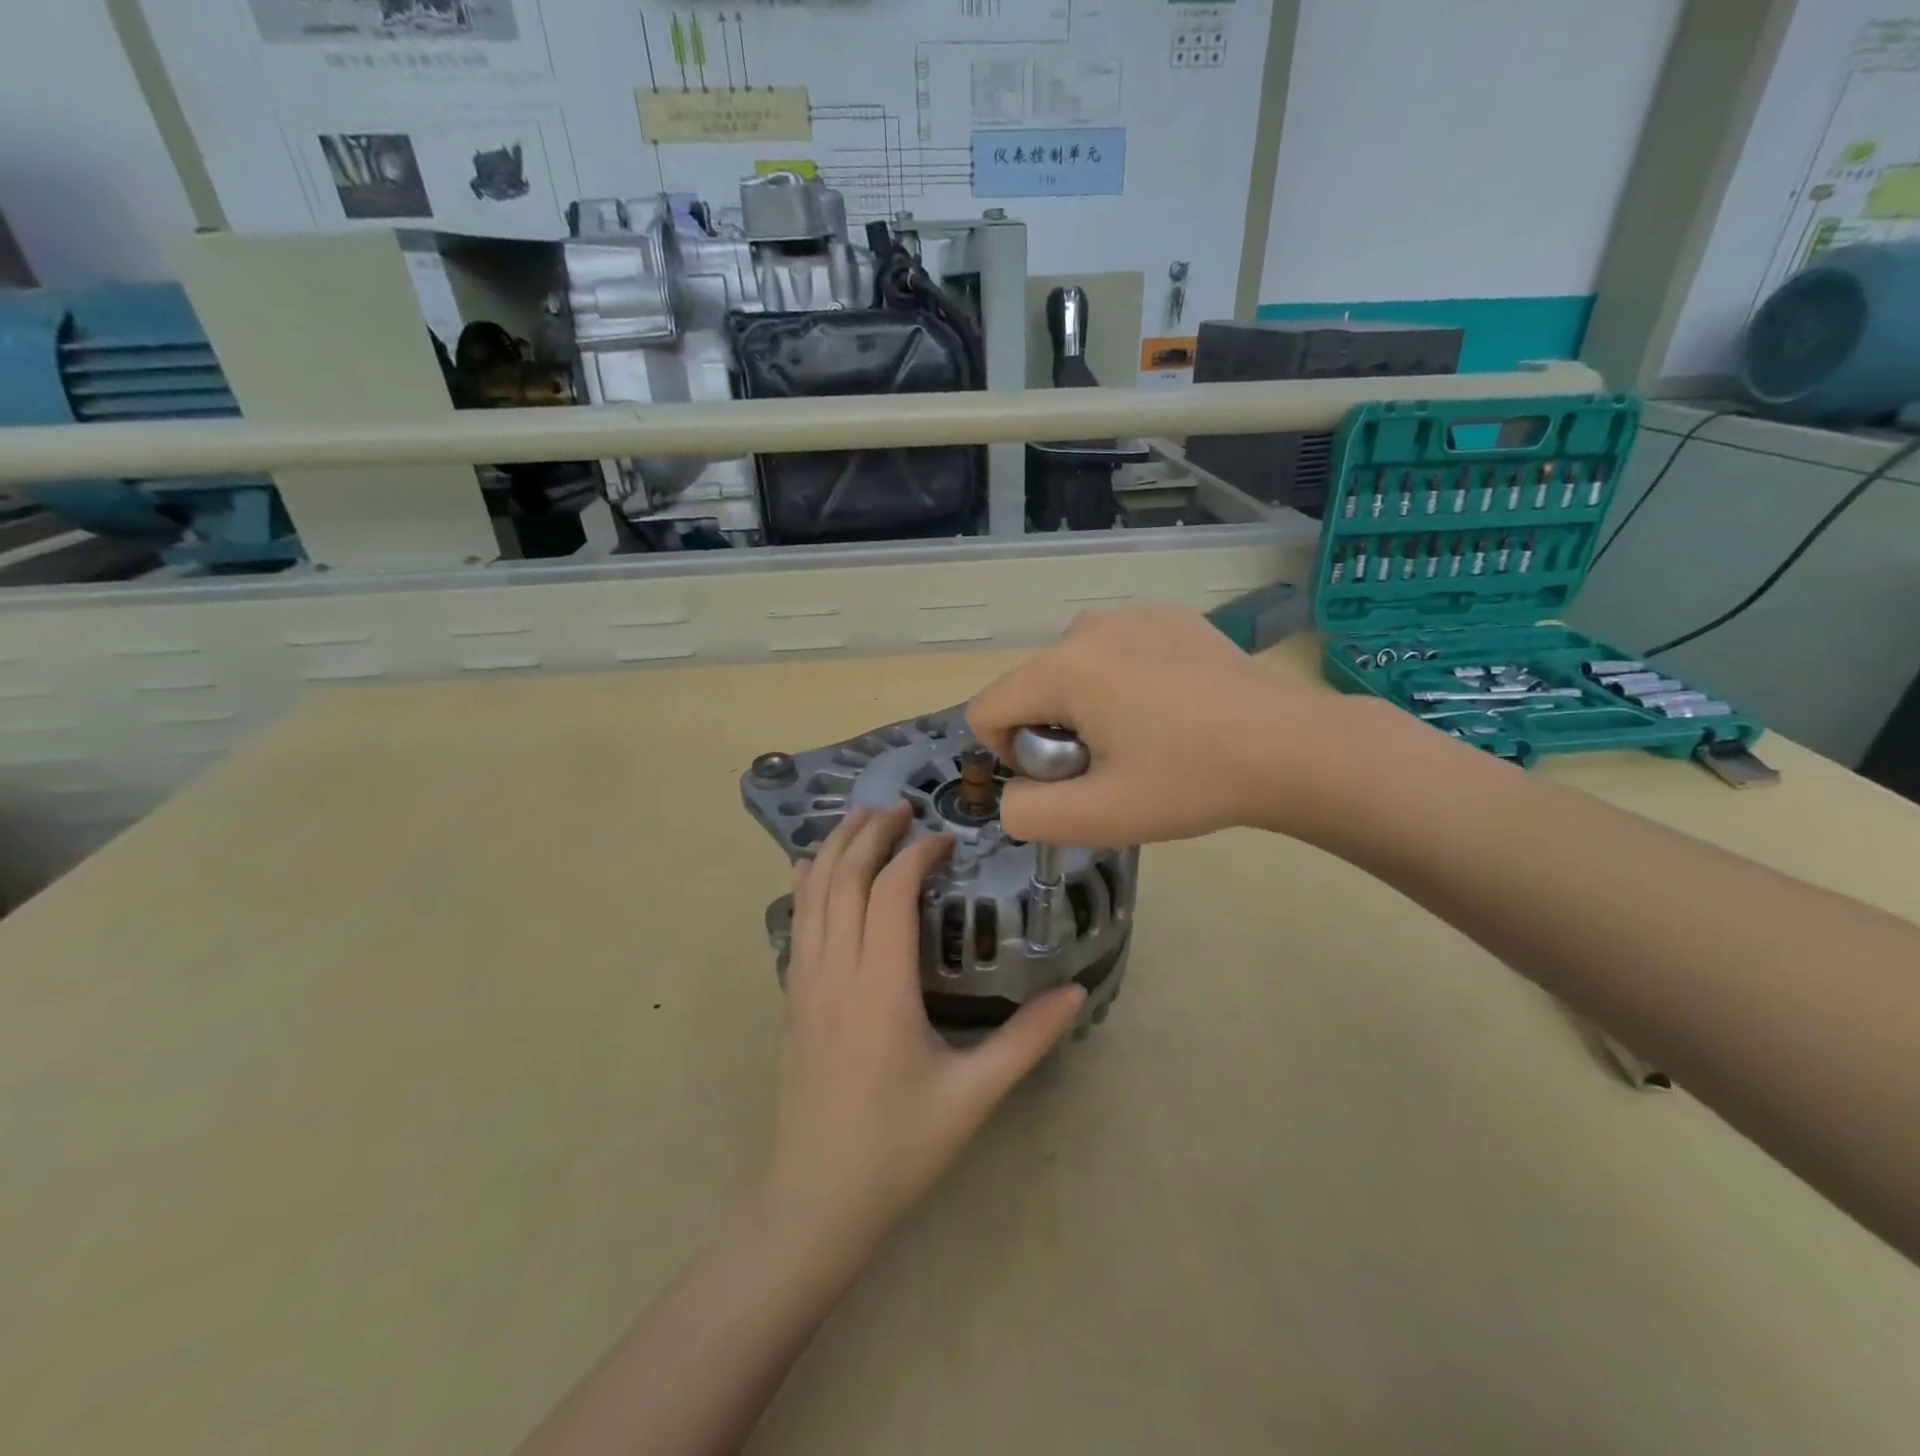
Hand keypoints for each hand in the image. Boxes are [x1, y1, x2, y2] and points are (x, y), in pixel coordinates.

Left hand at [766, 804, 1085, 1250]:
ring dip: (834, 848)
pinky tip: (816, 870)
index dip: (914, 855)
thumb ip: (1027, 1040)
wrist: (814, 1201)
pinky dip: (808, 883)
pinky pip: (796, 922)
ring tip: (861, 819)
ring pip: (811, 894)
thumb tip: (1078, 992)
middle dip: (869, 833)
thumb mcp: (973, 1095)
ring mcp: (803, 984)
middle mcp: (835, 973)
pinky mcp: (790, 999)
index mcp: (880, 989)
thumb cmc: (898, 1147)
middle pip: (843, 878)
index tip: (944, 840)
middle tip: (900, 807)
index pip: (889, 894)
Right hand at [968, 605, 1383, 846]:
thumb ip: (1027, 814)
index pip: (987, 710)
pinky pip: (1113, 654)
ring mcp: (1132, 614)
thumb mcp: (1100, 817)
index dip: (1010, 757)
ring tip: (1148, 737)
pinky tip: (1174, 709)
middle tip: (1117, 765)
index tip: (1068, 776)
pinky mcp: (1167, 616)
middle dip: (1054, 734)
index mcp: (1063, 667)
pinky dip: (1123, 685)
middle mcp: (1087, 626)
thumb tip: (1011, 796)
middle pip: (1031, 691)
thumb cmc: (1191, 781)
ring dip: (1087, 710)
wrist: (1293, 746)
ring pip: (1071, 673)